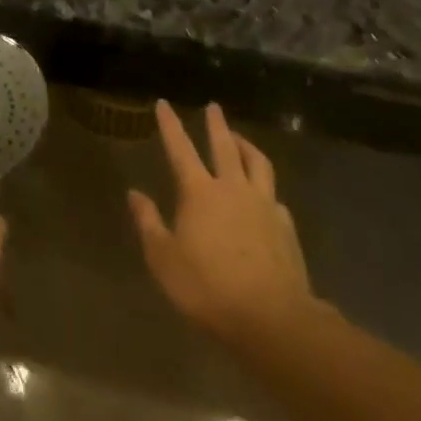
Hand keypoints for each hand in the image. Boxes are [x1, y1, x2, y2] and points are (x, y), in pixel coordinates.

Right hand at [129, 101, 319, 347]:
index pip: (180, 149)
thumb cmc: (207, 288)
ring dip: (247, 145)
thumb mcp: (163, 259)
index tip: (163, 103)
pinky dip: (264, 186)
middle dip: (216, 124)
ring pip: (257, 163)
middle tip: (213, 107)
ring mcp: (263, 205)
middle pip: (225, 146)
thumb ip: (149, 222)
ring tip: (240, 138)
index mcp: (199, 193)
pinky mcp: (285, 226)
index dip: (170, 125)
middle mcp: (233, 189)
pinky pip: (274, 195)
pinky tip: (264, 194)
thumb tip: (134, 193)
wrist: (271, 317)